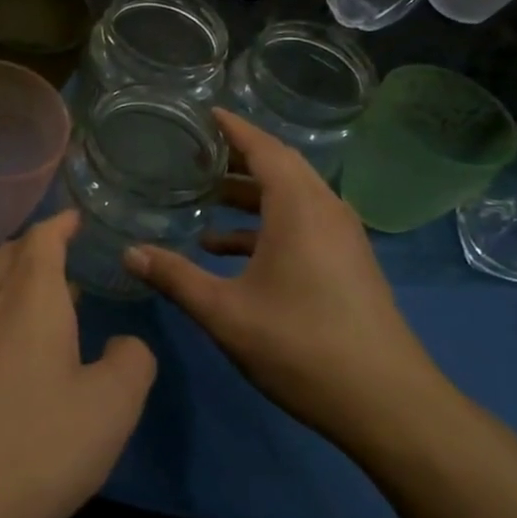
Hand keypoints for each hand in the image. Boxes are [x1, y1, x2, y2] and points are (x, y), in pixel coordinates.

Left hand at [0, 210, 155, 517]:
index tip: (78, 217)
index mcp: (30, 299)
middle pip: (11, 257)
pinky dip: (8, 322)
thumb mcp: (109, 409)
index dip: (61, 223)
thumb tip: (123, 344)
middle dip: (39, 248)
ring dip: (24, 287)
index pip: (42, 238)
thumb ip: (131, 364)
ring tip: (60, 307)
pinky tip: (26, 362)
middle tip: (70, 254)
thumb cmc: (31, 444)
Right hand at [123, 110, 451, 458]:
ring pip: (292, 197)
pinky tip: (229, 250)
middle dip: (238, 156)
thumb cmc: (301, 346)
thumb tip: (128, 252)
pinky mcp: (348, 263)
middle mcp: (326, 210)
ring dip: (251, 194)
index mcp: (299, 208)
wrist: (387, 404)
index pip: (264, 148)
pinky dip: (266, 225)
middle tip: (197, 151)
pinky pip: (303, 224)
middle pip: (280, 166)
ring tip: (206, 198)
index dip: (233, 128)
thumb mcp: (225, 312)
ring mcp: (342, 238)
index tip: (204, 112)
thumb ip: (175, 277)